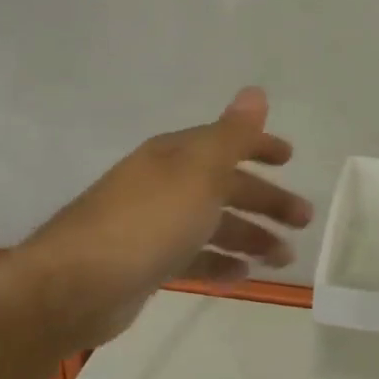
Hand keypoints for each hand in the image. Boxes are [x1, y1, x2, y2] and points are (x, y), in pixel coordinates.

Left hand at [7, 87, 312, 346]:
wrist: (74, 286)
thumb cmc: (148, 221)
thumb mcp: (199, 172)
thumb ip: (232, 135)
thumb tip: (256, 91)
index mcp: (175, 156)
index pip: (225, 142)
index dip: (259, 146)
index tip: (291, 159)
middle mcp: (164, 184)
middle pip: (225, 186)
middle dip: (266, 201)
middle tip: (304, 220)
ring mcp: (153, 225)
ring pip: (213, 224)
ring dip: (250, 236)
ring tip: (283, 257)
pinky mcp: (146, 264)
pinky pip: (193, 257)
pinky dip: (219, 263)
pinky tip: (243, 275)